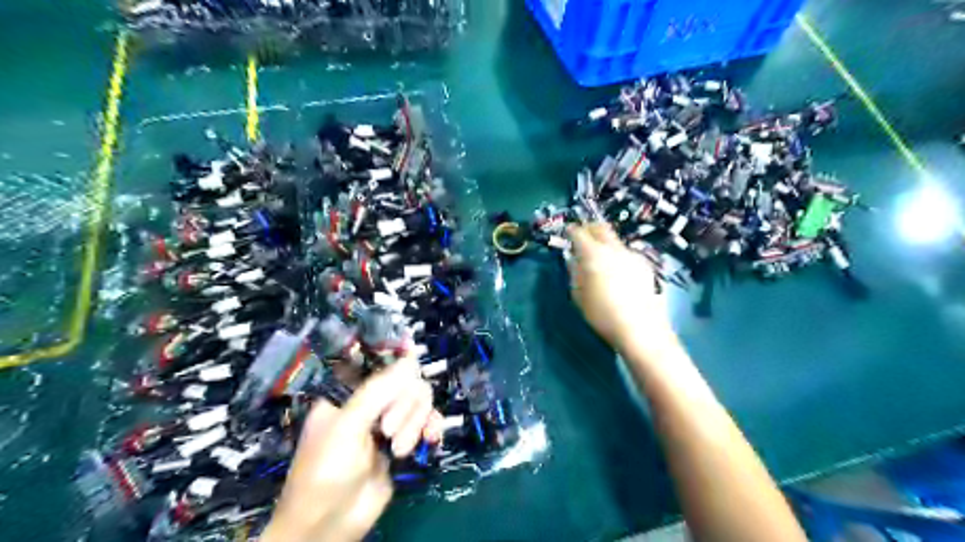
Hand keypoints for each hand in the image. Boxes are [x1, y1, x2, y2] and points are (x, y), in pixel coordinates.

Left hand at [261, 360, 439, 540]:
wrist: (329, 525)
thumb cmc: (326, 471)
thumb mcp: (347, 426)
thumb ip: (379, 391)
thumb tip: (411, 359)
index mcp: (348, 392)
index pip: (377, 361)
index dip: (396, 354)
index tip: (415, 350)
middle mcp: (370, 402)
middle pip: (405, 380)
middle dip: (404, 404)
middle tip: (388, 428)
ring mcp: (389, 422)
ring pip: (419, 401)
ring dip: (415, 422)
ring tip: (398, 448)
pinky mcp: (404, 441)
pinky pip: (427, 422)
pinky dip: (431, 428)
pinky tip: (431, 438)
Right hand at [568, 223, 675, 354]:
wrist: (640, 328)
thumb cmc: (603, 315)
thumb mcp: (579, 296)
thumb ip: (576, 274)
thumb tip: (575, 262)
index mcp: (593, 255)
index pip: (579, 233)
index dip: (572, 231)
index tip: (568, 232)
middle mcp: (614, 249)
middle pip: (601, 228)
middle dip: (590, 228)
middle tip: (583, 236)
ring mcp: (632, 255)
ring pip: (615, 241)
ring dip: (605, 244)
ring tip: (601, 260)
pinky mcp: (645, 265)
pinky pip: (627, 254)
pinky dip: (618, 257)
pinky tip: (618, 274)